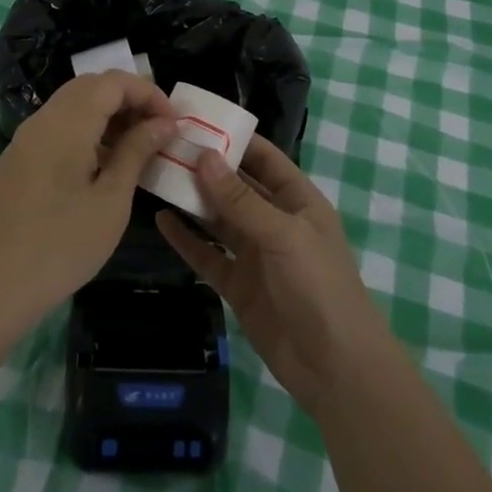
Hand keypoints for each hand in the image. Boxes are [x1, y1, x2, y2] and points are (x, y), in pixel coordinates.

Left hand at [0, 72, 176, 326]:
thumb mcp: (111, 200)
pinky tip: (103, 165)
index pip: (112, 81)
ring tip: (137, 148)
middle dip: (129, 99)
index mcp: (66, 123)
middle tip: (158, 131)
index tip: (174, 123)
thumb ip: (136, 151)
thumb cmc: (61, 246)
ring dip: (108, 115)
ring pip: (72, 105)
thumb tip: (164, 122)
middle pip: (90, 86)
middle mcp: (42, 120)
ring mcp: (25, 140)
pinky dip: (86, 131)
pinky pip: (57, 128)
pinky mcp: (17, 160)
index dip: (148, 92)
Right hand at [156, 136, 394, 418]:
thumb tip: (204, 156)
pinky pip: (207, 255)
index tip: (197, 122)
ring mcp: (255, 255)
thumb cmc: (320, 287)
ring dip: (192, 200)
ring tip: (157, 176)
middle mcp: (274, 222)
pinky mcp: (238, 285)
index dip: (235, 140)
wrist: (335, 368)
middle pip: (236, 187)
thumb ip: (242, 199)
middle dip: (206, 168)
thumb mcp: (284, 235)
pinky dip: (186, 239)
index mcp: (298, 201)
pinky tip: (162, 221)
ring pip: (218, 219)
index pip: (264, 159)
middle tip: (165, 146)